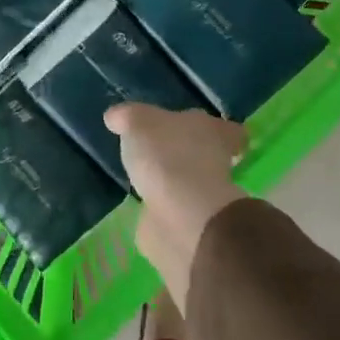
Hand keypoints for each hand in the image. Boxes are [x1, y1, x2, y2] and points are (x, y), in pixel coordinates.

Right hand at [107, 104, 246, 312]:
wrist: (181, 216)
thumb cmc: (166, 155)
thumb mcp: (137, 121)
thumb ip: (127, 116)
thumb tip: (116, 117)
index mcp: (212, 131)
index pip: (224, 129)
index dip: (211, 130)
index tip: (192, 131)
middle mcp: (217, 162)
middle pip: (207, 154)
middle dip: (186, 154)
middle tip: (159, 151)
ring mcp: (205, 196)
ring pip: (191, 182)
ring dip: (173, 181)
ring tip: (146, 177)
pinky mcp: (190, 224)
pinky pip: (175, 209)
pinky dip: (162, 208)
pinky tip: (143, 204)